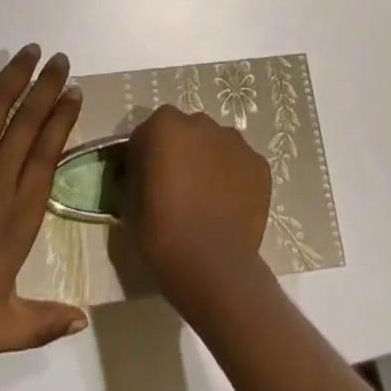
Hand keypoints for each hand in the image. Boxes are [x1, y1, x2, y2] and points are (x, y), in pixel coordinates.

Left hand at [0, 46, 86, 356]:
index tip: (74, 92)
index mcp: (18, 214)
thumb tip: (84, 320)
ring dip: (15, 75)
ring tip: (29, 51)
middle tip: (60, 58)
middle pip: (30, 119)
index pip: (49, 152)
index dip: (63, 119)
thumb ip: (41, 322)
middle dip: (48, 85)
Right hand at [121, 106, 271, 305]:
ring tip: (207, 199)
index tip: (146, 183)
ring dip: (208, 161)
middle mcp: (200, 122)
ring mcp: (234, 141)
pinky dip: (234, 178)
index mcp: (164, 125)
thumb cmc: (164, 236)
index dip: (145, 157)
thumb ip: (136, 175)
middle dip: (181, 153)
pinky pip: (240, 164)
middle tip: (178, 189)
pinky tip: (229, 206)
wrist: (213, 268)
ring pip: (215, 145)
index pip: (149, 133)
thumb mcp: (131, 204)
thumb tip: (142, 173)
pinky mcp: (258, 163)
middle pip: (186, 133)